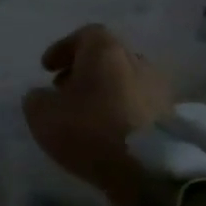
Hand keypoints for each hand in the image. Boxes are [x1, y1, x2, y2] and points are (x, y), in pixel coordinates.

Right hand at [22, 25, 174, 205]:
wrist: (150, 169)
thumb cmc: (91, 131)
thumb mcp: (44, 116)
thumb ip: (36, 100)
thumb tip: (41, 96)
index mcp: (106, 50)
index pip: (84, 35)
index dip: (63, 49)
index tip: (47, 69)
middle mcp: (136, 61)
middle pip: (106, 58)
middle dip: (83, 72)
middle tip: (63, 92)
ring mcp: (158, 89)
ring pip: (123, 82)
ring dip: (103, 94)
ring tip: (84, 117)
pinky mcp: (169, 117)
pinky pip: (137, 106)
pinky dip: (120, 113)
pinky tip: (107, 133)